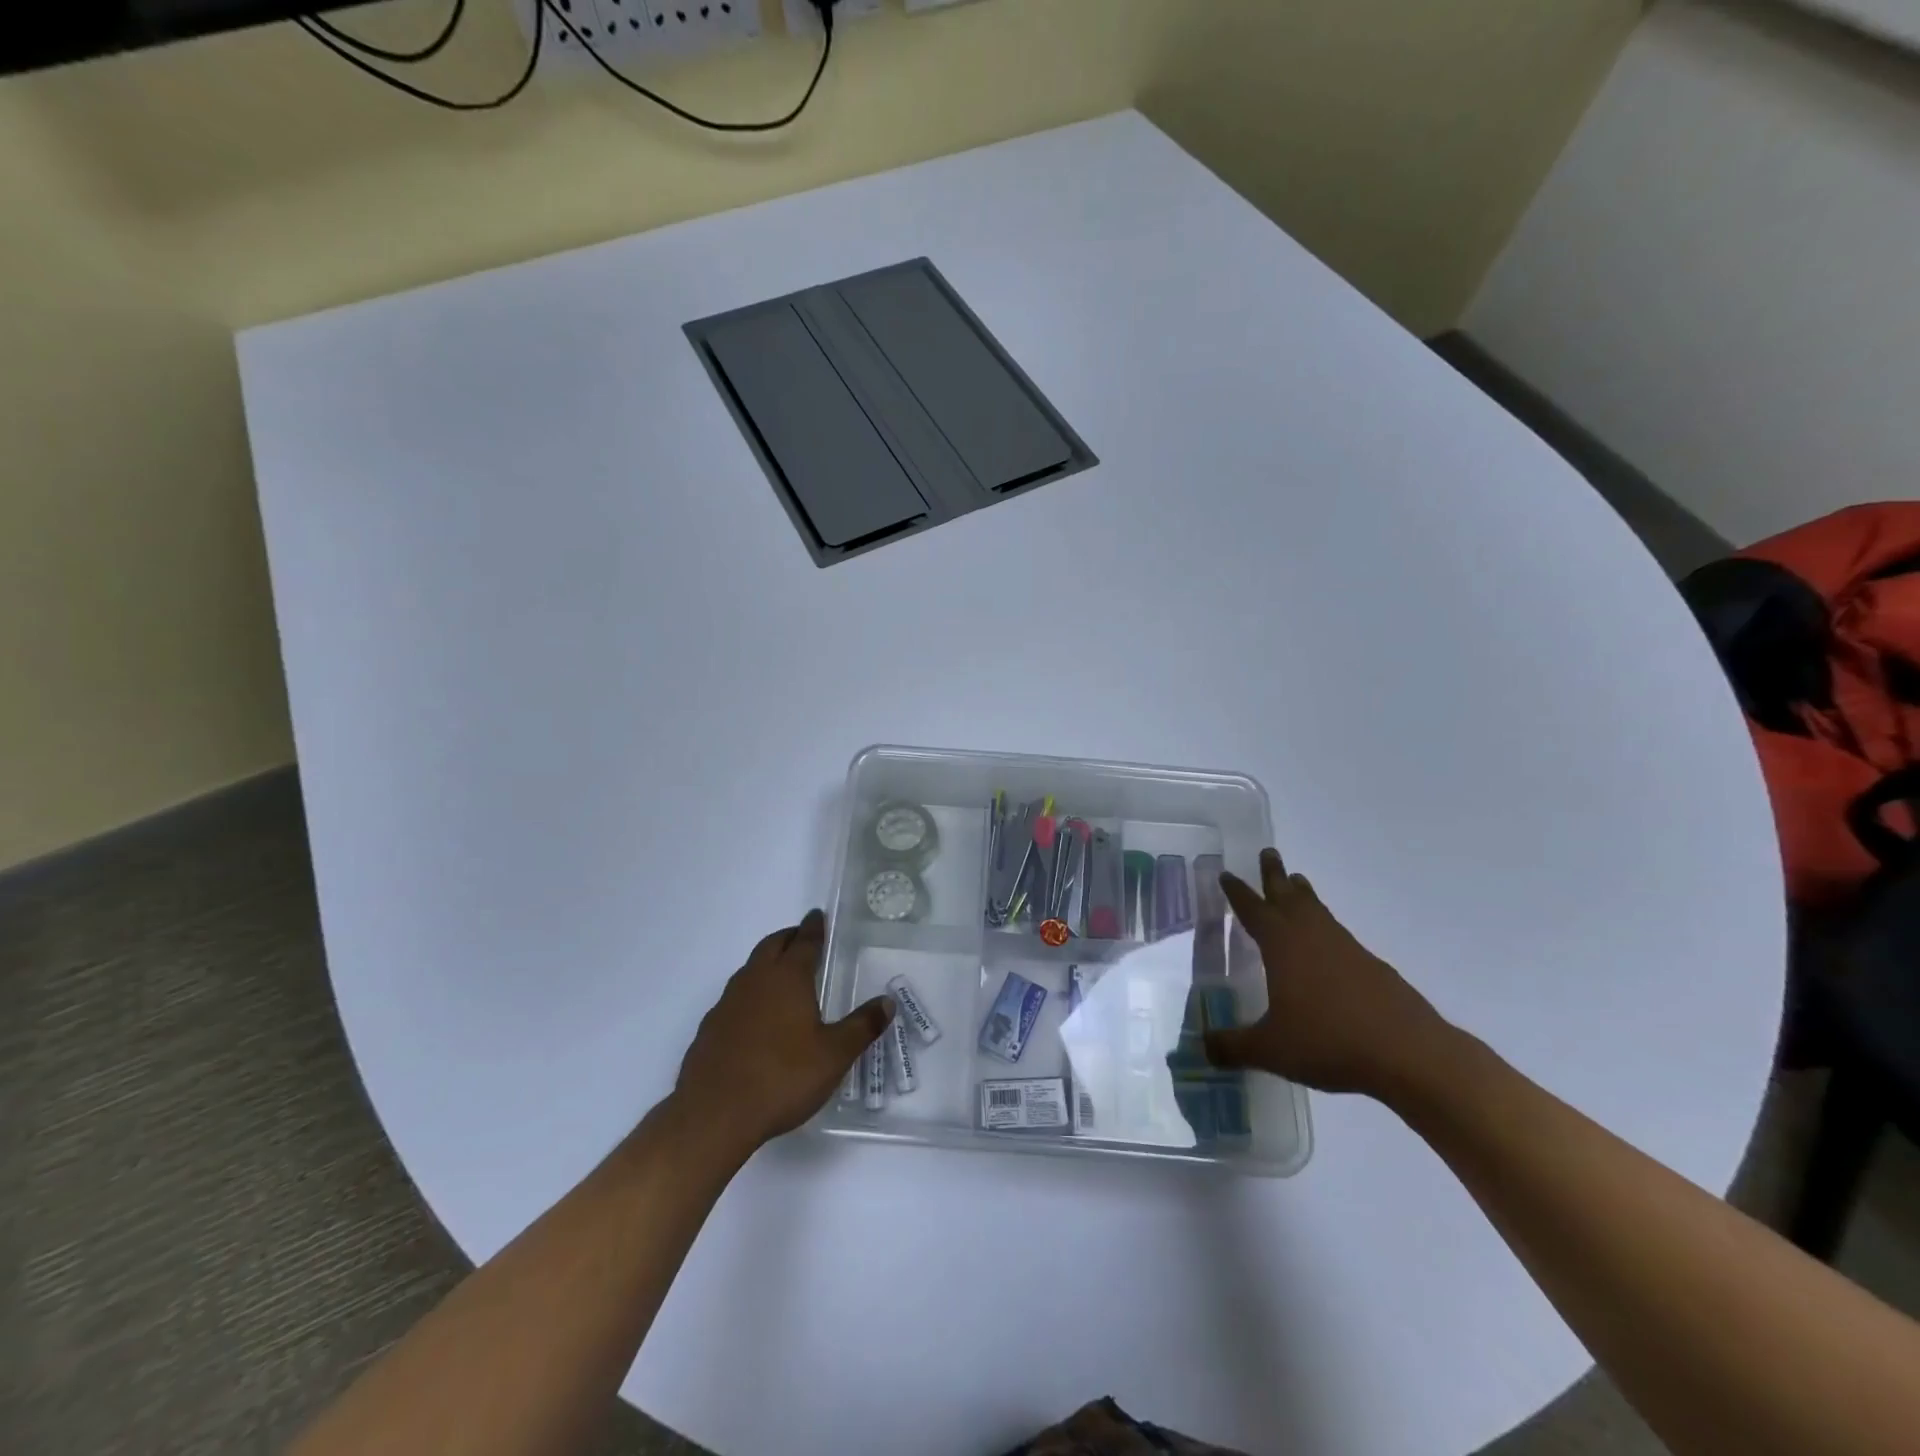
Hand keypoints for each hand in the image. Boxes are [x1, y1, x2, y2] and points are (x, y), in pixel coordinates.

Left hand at [675, 910, 893, 1155]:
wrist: (714, 1114)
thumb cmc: (782, 1077)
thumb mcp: (834, 1055)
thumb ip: (862, 1026)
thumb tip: (887, 1002)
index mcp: (788, 978)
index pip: (804, 942)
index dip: (814, 927)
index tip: (818, 915)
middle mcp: (755, 981)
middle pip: (772, 946)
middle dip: (789, 937)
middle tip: (802, 937)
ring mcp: (727, 1004)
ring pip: (749, 969)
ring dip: (767, 963)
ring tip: (781, 975)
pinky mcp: (710, 1029)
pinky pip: (734, 998)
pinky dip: (750, 994)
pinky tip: (756, 1018)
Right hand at [1207, 849, 1451, 1097]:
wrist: (1409, 1054)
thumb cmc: (1330, 1042)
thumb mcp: (1271, 1050)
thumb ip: (1232, 1047)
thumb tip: (1201, 1048)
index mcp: (1282, 946)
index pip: (1253, 910)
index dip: (1237, 893)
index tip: (1226, 873)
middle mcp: (1312, 936)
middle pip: (1289, 896)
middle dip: (1274, 875)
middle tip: (1268, 852)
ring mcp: (1346, 949)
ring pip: (1317, 911)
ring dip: (1303, 895)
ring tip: (1297, 883)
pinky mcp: (1371, 967)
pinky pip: (1338, 933)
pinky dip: (1325, 926)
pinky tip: (1327, 943)